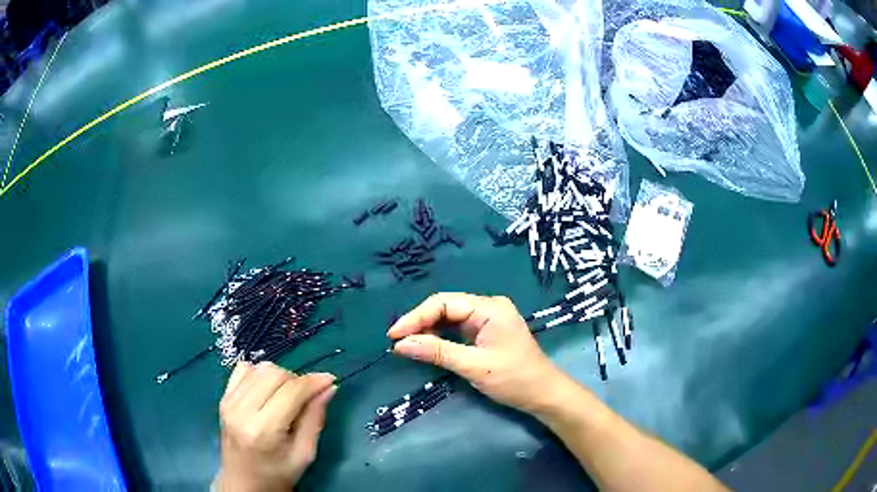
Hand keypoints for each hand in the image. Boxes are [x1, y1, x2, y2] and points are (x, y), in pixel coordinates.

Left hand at [215, 362, 336, 491]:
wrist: (243, 483)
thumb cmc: (278, 474)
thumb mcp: (305, 454)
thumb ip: (315, 418)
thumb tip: (328, 387)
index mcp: (264, 429)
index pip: (291, 391)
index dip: (313, 381)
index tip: (330, 380)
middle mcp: (241, 410)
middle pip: (274, 373)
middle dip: (296, 380)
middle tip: (306, 397)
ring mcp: (228, 401)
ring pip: (259, 368)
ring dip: (279, 377)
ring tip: (287, 397)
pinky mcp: (223, 398)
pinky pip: (243, 369)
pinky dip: (259, 374)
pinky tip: (266, 391)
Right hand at [388, 292, 569, 414]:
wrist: (543, 394)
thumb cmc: (514, 379)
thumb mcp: (474, 366)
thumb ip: (437, 352)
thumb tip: (400, 344)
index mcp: (490, 307)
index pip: (444, 303)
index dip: (416, 317)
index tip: (394, 335)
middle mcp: (488, 307)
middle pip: (446, 307)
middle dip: (420, 322)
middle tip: (397, 341)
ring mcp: (488, 320)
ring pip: (450, 318)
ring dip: (428, 330)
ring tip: (407, 344)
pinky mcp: (486, 333)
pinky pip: (457, 329)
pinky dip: (440, 337)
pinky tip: (426, 346)